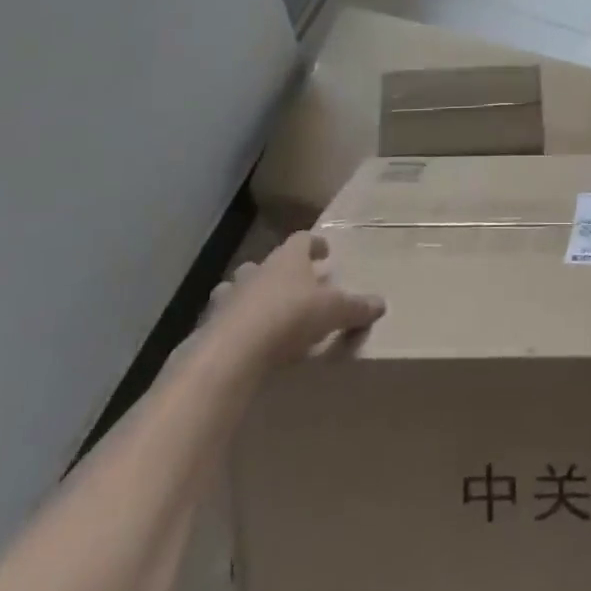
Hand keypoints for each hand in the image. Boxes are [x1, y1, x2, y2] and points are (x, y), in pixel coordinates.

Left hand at [204, 233, 384, 372]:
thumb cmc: (290, 317)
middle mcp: (258, 269)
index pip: (302, 239)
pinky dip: (233, 323)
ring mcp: (230, 295)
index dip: (315, 244)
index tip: (325, 252)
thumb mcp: (335, 312)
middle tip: (298, 286)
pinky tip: (243, 339)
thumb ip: (358, 307)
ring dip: (253, 294)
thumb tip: (381, 304)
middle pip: (270, 262)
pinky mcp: (210, 324)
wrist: (233, 351)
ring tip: (265, 311)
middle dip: (283, 271)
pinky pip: (224, 317)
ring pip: (241, 286)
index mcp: (289, 259)